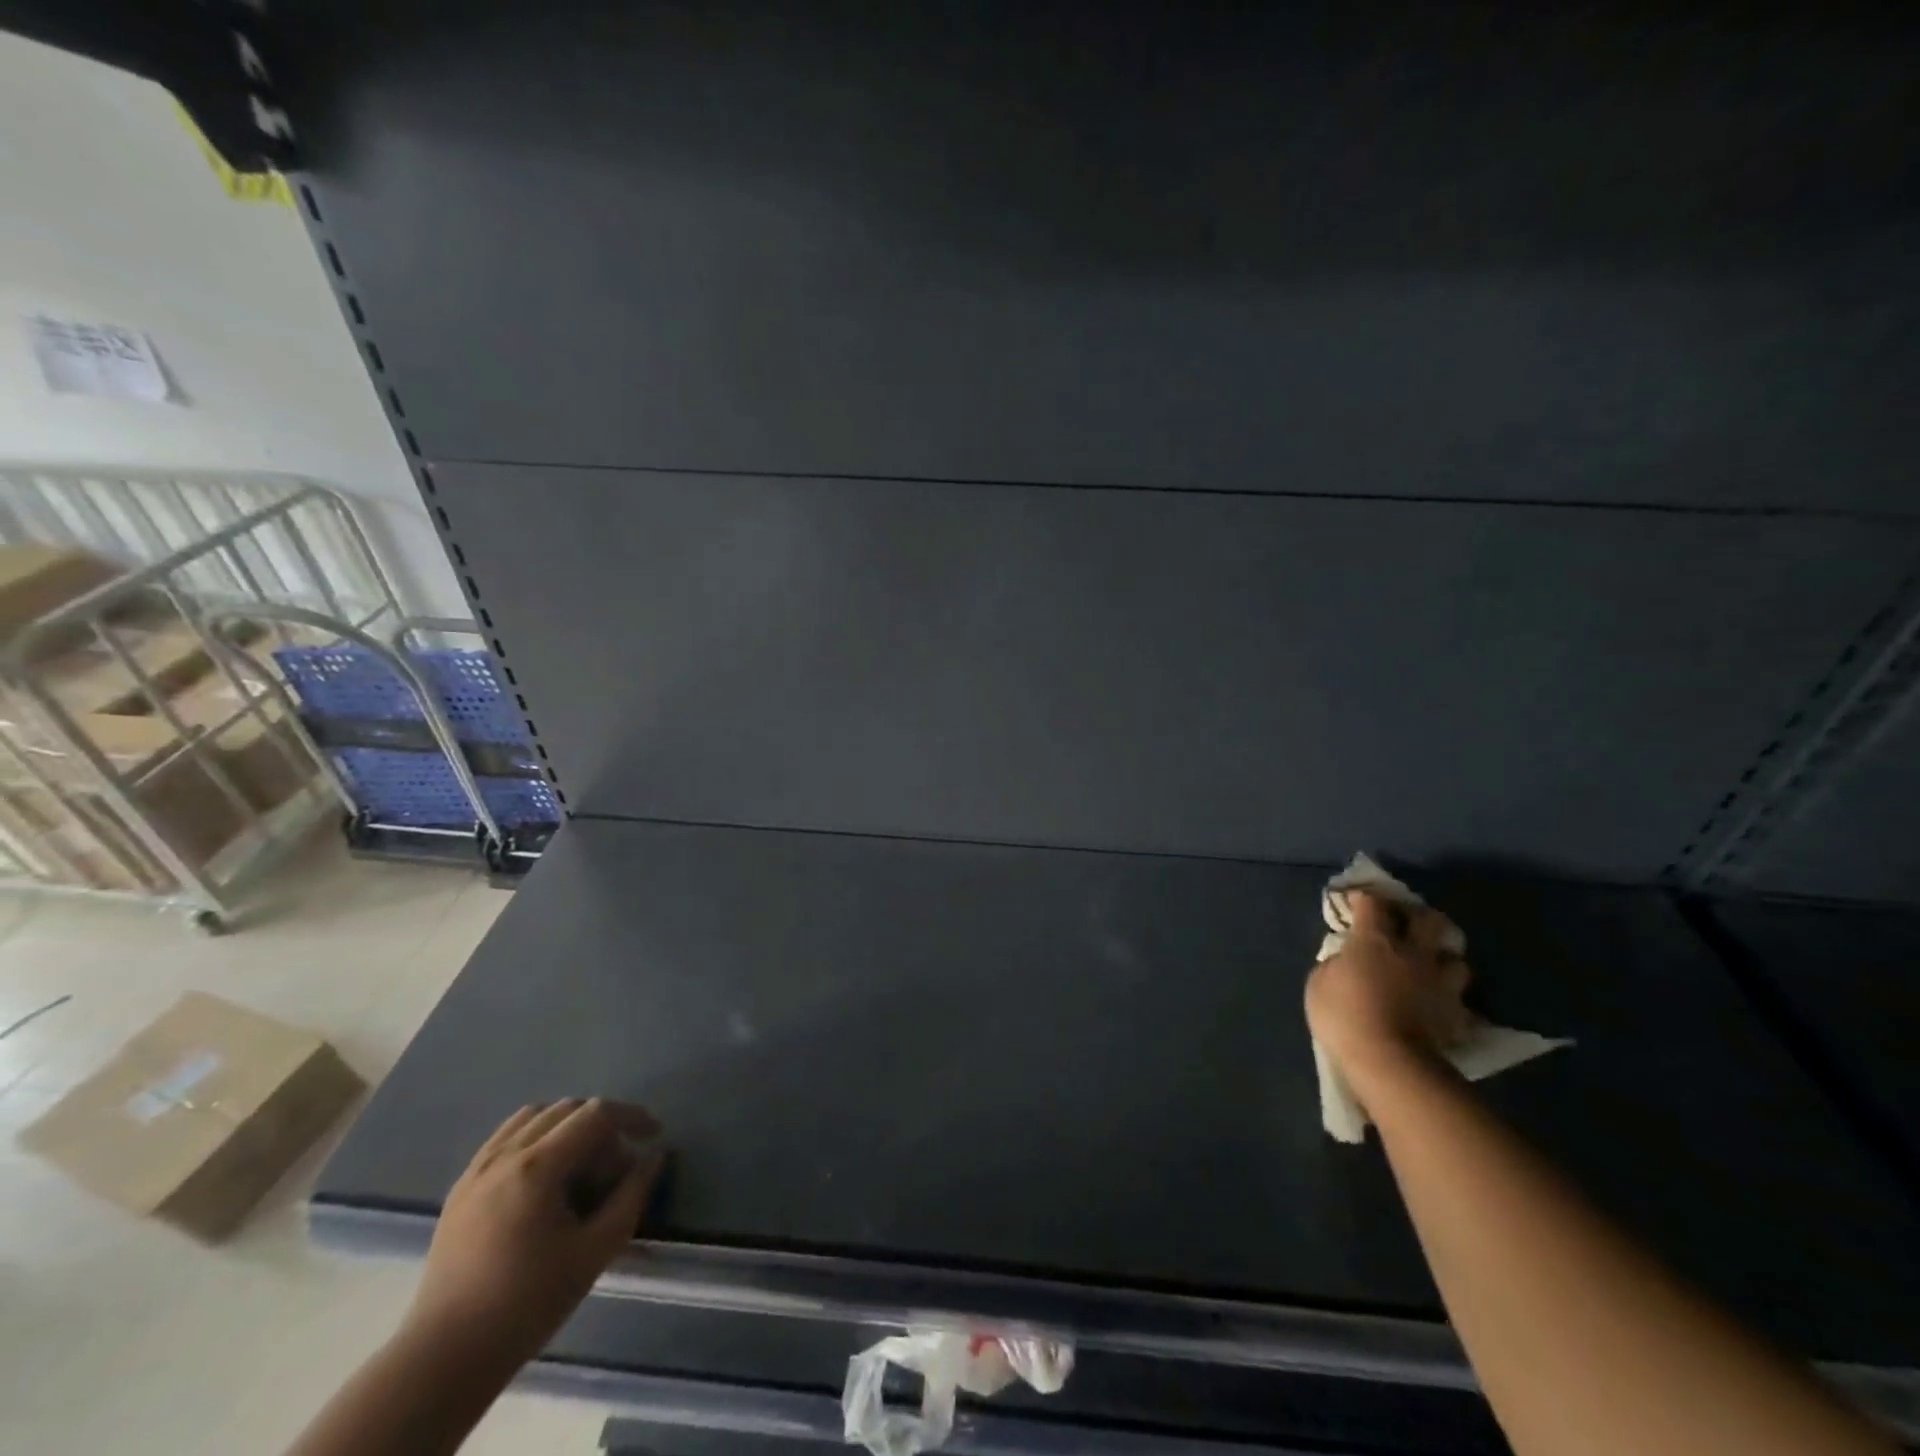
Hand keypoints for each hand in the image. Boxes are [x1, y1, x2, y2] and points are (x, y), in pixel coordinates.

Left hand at [403, 1099, 665, 1370]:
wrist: (445, 1358)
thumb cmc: (527, 1304)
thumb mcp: (595, 1251)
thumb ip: (631, 1196)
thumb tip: (654, 1156)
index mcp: (537, 1167)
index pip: (596, 1115)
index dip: (632, 1117)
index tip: (654, 1134)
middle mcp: (505, 1155)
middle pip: (567, 1110)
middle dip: (602, 1128)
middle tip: (616, 1167)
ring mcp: (477, 1169)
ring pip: (534, 1117)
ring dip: (568, 1126)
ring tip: (582, 1164)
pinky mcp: (461, 1187)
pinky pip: (505, 1138)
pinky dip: (536, 1137)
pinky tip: (545, 1174)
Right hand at [1305, 891, 1472, 1091]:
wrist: (1389, 1063)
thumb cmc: (1344, 1016)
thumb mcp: (1319, 984)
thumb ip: (1335, 964)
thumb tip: (1346, 960)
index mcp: (1375, 941)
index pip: (1372, 904)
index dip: (1363, 899)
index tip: (1356, 902)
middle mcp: (1413, 953)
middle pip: (1428, 920)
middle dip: (1417, 917)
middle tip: (1405, 925)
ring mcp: (1440, 984)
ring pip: (1455, 959)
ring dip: (1442, 959)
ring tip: (1430, 967)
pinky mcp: (1456, 1015)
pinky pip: (1458, 1000)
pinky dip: (1449, 999)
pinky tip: (1439, 1005)